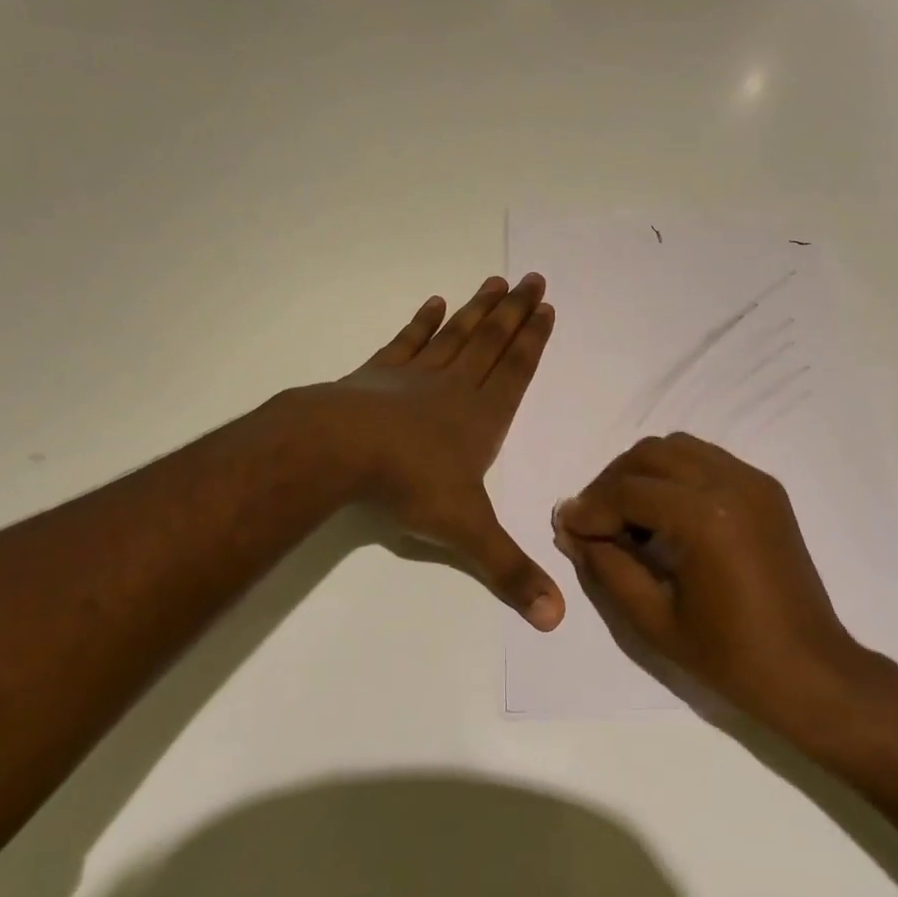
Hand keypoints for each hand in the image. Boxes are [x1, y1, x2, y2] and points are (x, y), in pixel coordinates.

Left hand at [294, 274, 564, 630]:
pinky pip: (407, 342)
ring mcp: (416, 376)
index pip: (517, 370)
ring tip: (495, 281)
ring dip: (478, 309)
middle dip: (515, 311)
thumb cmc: (410, 485)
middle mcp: (456, 387)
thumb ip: (510, 572)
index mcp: (482, 417)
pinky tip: (434, 303)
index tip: (547, 307)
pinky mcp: (379, 375)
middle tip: (533, 277)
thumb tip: (556, 619)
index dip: (534, 340)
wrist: (340, 452)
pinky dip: (422, 322)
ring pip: (457, 335)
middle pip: (493, 341)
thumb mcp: (467, 534)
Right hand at [554, 433, 861, 721]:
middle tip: (593, 520)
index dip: (590, 508)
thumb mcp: (653, 620)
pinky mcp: (765, 487)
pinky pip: (706, 459)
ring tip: (627, 514)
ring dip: (643, 472)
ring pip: (678, 447)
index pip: (628, 491)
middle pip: (650, 454)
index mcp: (705, 518)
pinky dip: (676, 474)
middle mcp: (730, 482)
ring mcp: (752, 480)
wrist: (809, 671)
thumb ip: (607, 567)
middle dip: (613, 481)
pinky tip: (667, 514)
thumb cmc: (730, 657)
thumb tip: (572, 531)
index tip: (566, 526)